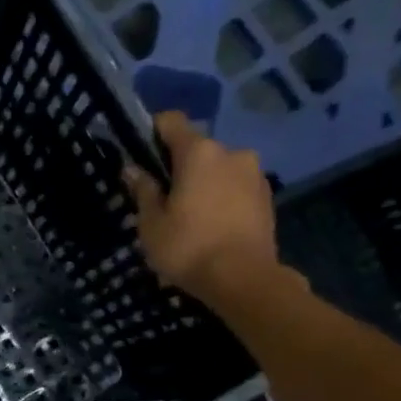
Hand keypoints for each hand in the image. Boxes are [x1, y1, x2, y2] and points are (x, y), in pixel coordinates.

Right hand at [122, 112, 291, 308]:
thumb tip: (133, 169)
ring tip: (188, 215)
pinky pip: (235, 187)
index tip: (140, 150)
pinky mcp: (267, 196)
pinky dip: (221, 198)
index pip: (172, 122)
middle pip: (197, 149)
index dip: (153, 130)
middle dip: (179, 166)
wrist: (242, 278)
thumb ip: (143, 191)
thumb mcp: (151, 223)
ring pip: (218, 169)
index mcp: (199, 153)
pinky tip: (210, 224)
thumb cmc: (187, 247)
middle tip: (162, 196)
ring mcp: (254, 174)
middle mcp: (231, 153)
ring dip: (203, 183)